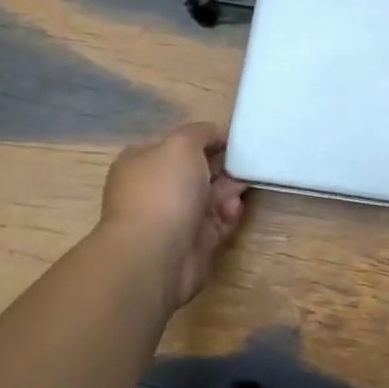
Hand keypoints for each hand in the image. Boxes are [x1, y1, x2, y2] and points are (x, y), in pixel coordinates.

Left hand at [99, 122, 248, 311]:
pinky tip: (233, 210)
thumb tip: (215, 135)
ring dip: (229, 190)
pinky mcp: (193, 242)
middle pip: (197, 171)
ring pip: (210, 197)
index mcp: (142, 163)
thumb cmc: (164, 191)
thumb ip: (201, 132)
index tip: (232, 141)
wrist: (155, 255)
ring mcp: (173, 218)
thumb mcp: (182, 143)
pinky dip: (229, 214)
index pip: (177, 146)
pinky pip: (217, 221)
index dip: (206, 141)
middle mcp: (155, 189)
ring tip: (242, 188)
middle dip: (223, 166)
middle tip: (246, 163)